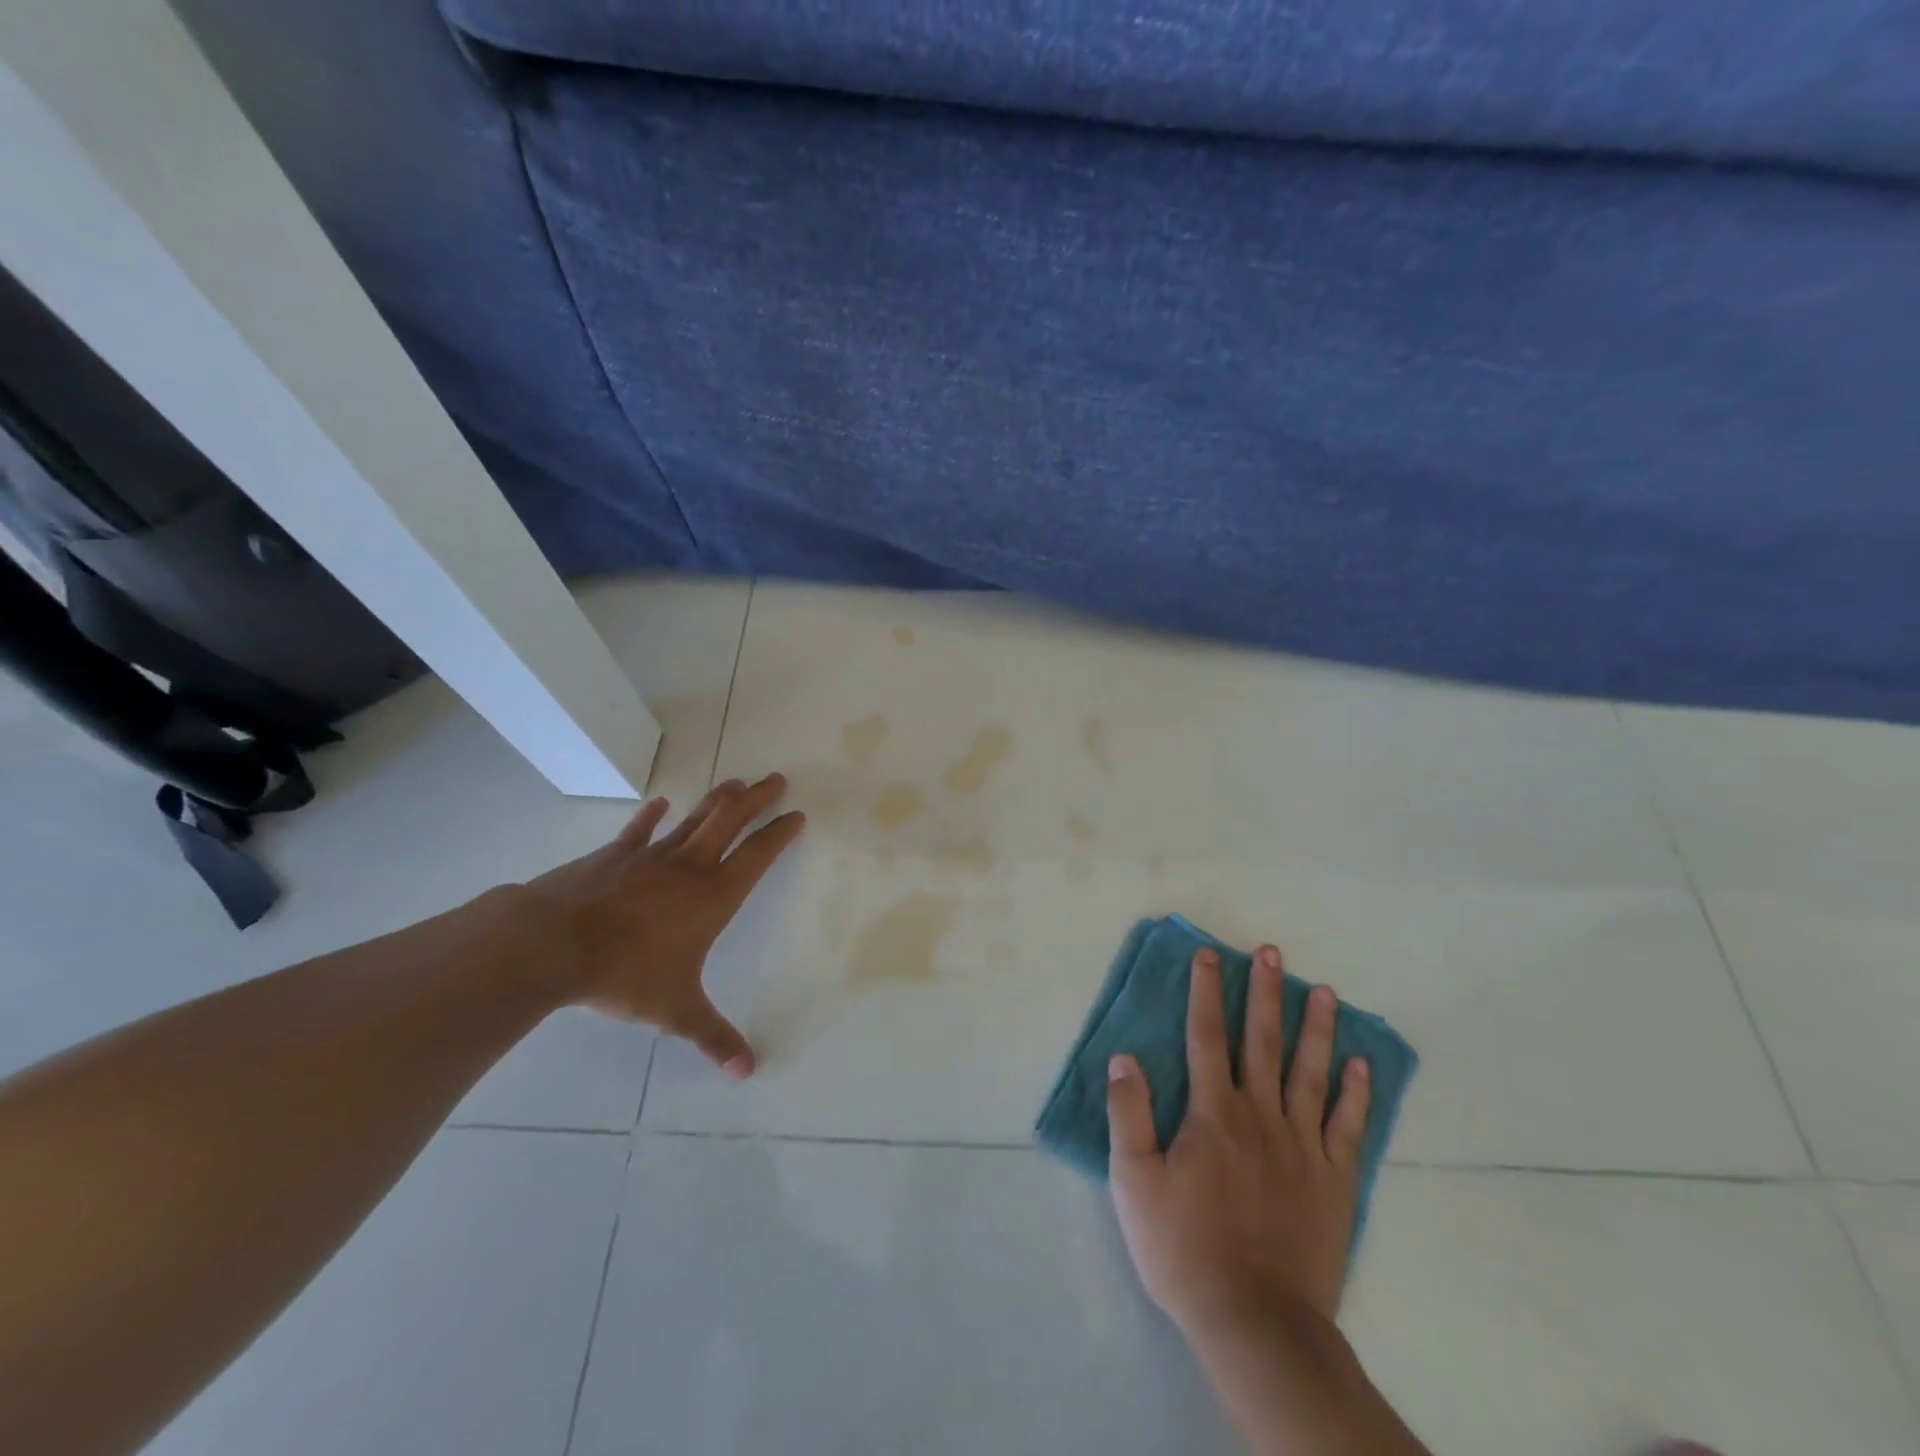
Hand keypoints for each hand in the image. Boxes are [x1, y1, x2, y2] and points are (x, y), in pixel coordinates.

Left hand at [525, 773, 804, 1077]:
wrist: (552, 944)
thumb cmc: (625, 974)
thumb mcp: (675, 1010)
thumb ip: (712, 1037)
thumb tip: (747, 1072)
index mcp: (713, 897)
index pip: (757, 856)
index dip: (779, 834)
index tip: (796, 815)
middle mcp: (689, 867)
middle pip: (730, 821)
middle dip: (757, 799)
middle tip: (776, 779)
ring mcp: (650, 857)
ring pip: (694, 819)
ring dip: (718, 799)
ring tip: (737, 780)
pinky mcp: (613, 856)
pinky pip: (639, 830)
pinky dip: (652, 816)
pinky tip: (661, 802)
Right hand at [1107, 945, 1369, 1338]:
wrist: (1256, 1322)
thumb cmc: (1185, 1250)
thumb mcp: (1134, 1184)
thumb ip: (1129, 1115)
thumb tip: (1125, 1058)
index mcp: (1213, 1113)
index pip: (1206, 1036)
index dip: (1205, 992)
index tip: (1209, 956)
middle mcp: (1260, 1115)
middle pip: (1261, 1041)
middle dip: (1264, 992)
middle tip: (1273, 953)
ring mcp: (1302, 1146)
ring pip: (1310, 1072)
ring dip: (1316, 1028)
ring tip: (1324, 991)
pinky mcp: (1333, 1180)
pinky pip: (1347, 1126)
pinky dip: (1357, 1094)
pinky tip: (1362, 1067)